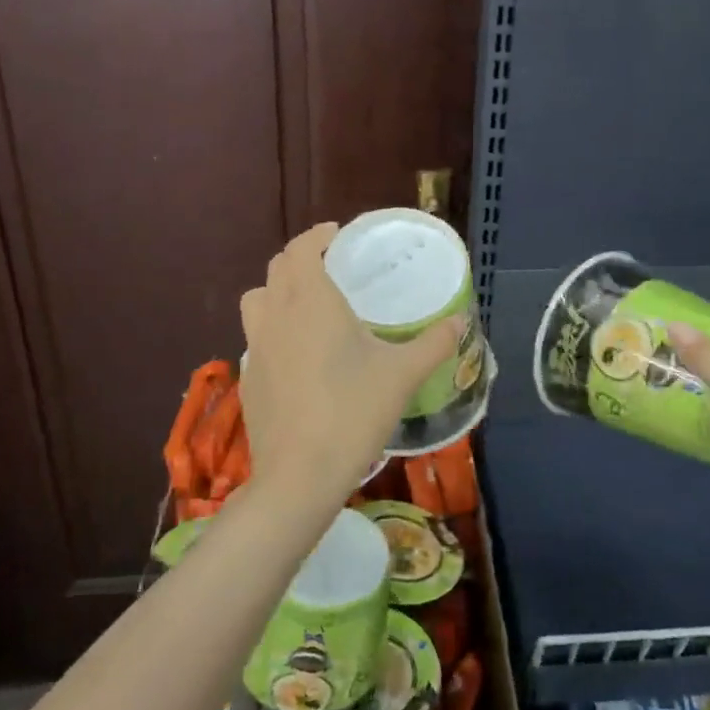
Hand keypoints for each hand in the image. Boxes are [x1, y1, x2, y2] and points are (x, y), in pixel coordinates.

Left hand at [238, 223, 463, 507]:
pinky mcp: (249, 378)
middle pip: (277, 269)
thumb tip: (461, 321)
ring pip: (258, 301)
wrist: (300, 475)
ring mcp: (256, 348)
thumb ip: (434, 343)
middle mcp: (276, 316)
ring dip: (278, 290)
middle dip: (301, 259)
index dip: (317, 235)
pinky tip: (298, 355)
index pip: (301, 249)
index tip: (337, 234)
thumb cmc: (353, 412)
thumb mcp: (402, 375)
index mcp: (311, 302)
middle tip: (330, 266)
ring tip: (307, 305)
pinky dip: (273, 329)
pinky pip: (257, 337)